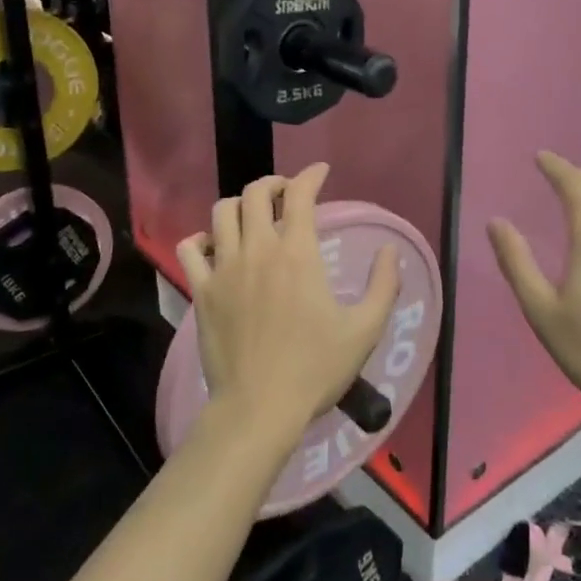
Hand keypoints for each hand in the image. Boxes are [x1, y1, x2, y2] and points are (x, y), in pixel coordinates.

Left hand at [177, 164, 399, 451]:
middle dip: (273, 183)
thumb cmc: (316, 369)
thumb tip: (389, 251)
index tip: (320, 172)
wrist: (259, 408)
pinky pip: (190, 248)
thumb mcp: (365, 329)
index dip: (311, 175)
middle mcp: (257, 249)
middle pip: (256, 193)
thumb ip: (383, 285)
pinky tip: (214, 246)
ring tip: (253, 214)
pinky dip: (201, 238)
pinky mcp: (202, 291)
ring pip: (222, 212)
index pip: (300, 194)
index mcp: (298, 254)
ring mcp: (224, 268)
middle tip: (286, 192)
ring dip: (240, 204)